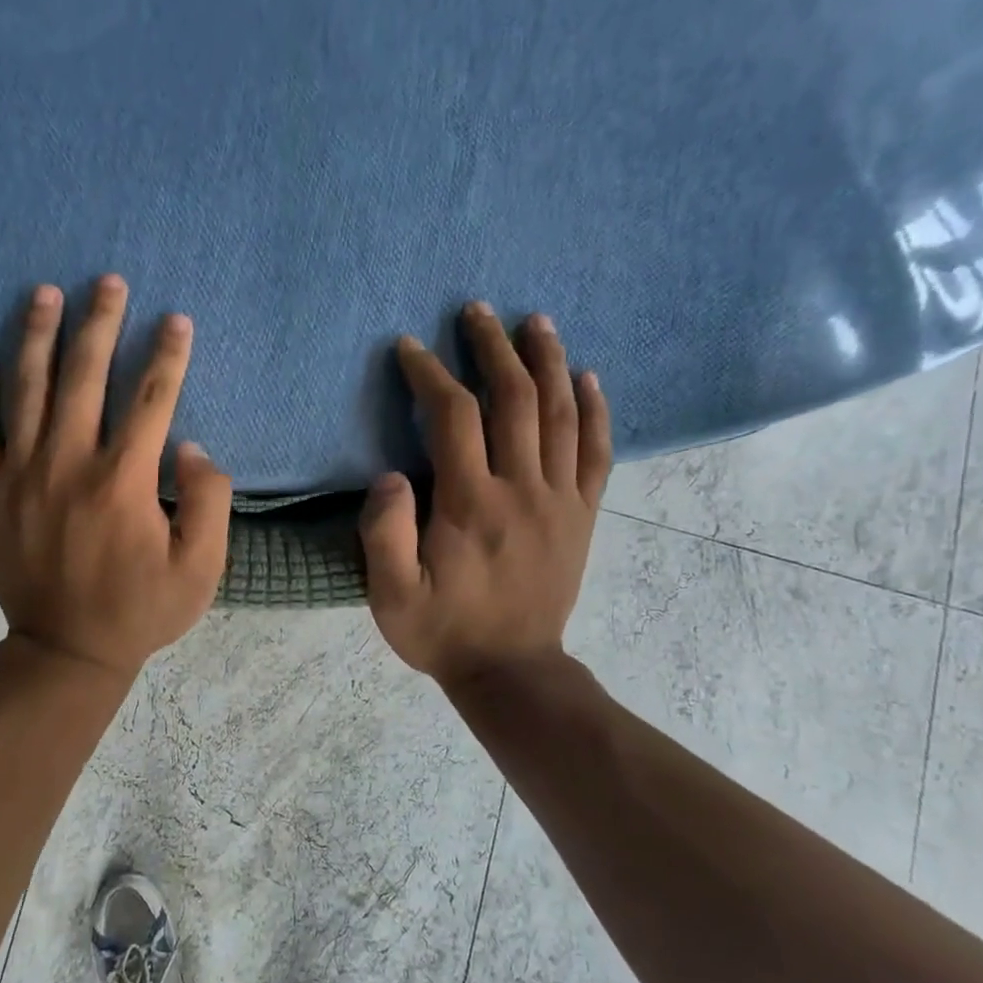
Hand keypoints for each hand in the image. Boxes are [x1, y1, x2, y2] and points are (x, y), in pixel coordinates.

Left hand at [0, 275, 232, 681]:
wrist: (65, 652)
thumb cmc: (140, 611)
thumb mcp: (200, 569)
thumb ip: (208, 502)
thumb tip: (189, 447)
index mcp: (123, 481)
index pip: (151, 399)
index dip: (168, 355)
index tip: (176, 320)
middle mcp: (68, 464)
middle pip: (85, 376)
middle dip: (100, 323)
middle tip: (108, 282)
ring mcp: (20, 476)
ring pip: (26, 389)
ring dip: (37, 335)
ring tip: (45, 293)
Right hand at [361, 303, 611, 687]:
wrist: (512, 671)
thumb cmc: (443, 631)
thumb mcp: (391, 597)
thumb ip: (385, 535)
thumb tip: (390, 474)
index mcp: (470, 504)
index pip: (454, 417)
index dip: (431, 374)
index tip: (410, 347)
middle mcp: (522, 489)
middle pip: (514, 398)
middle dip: (492, 348)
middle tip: (476, 310)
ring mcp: (560, 500)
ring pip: (560, 413)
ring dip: (547, 361)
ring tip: (535, 322)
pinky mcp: (582, 515)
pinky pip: (597, 451)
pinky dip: (596, 409)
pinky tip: (589, 378)